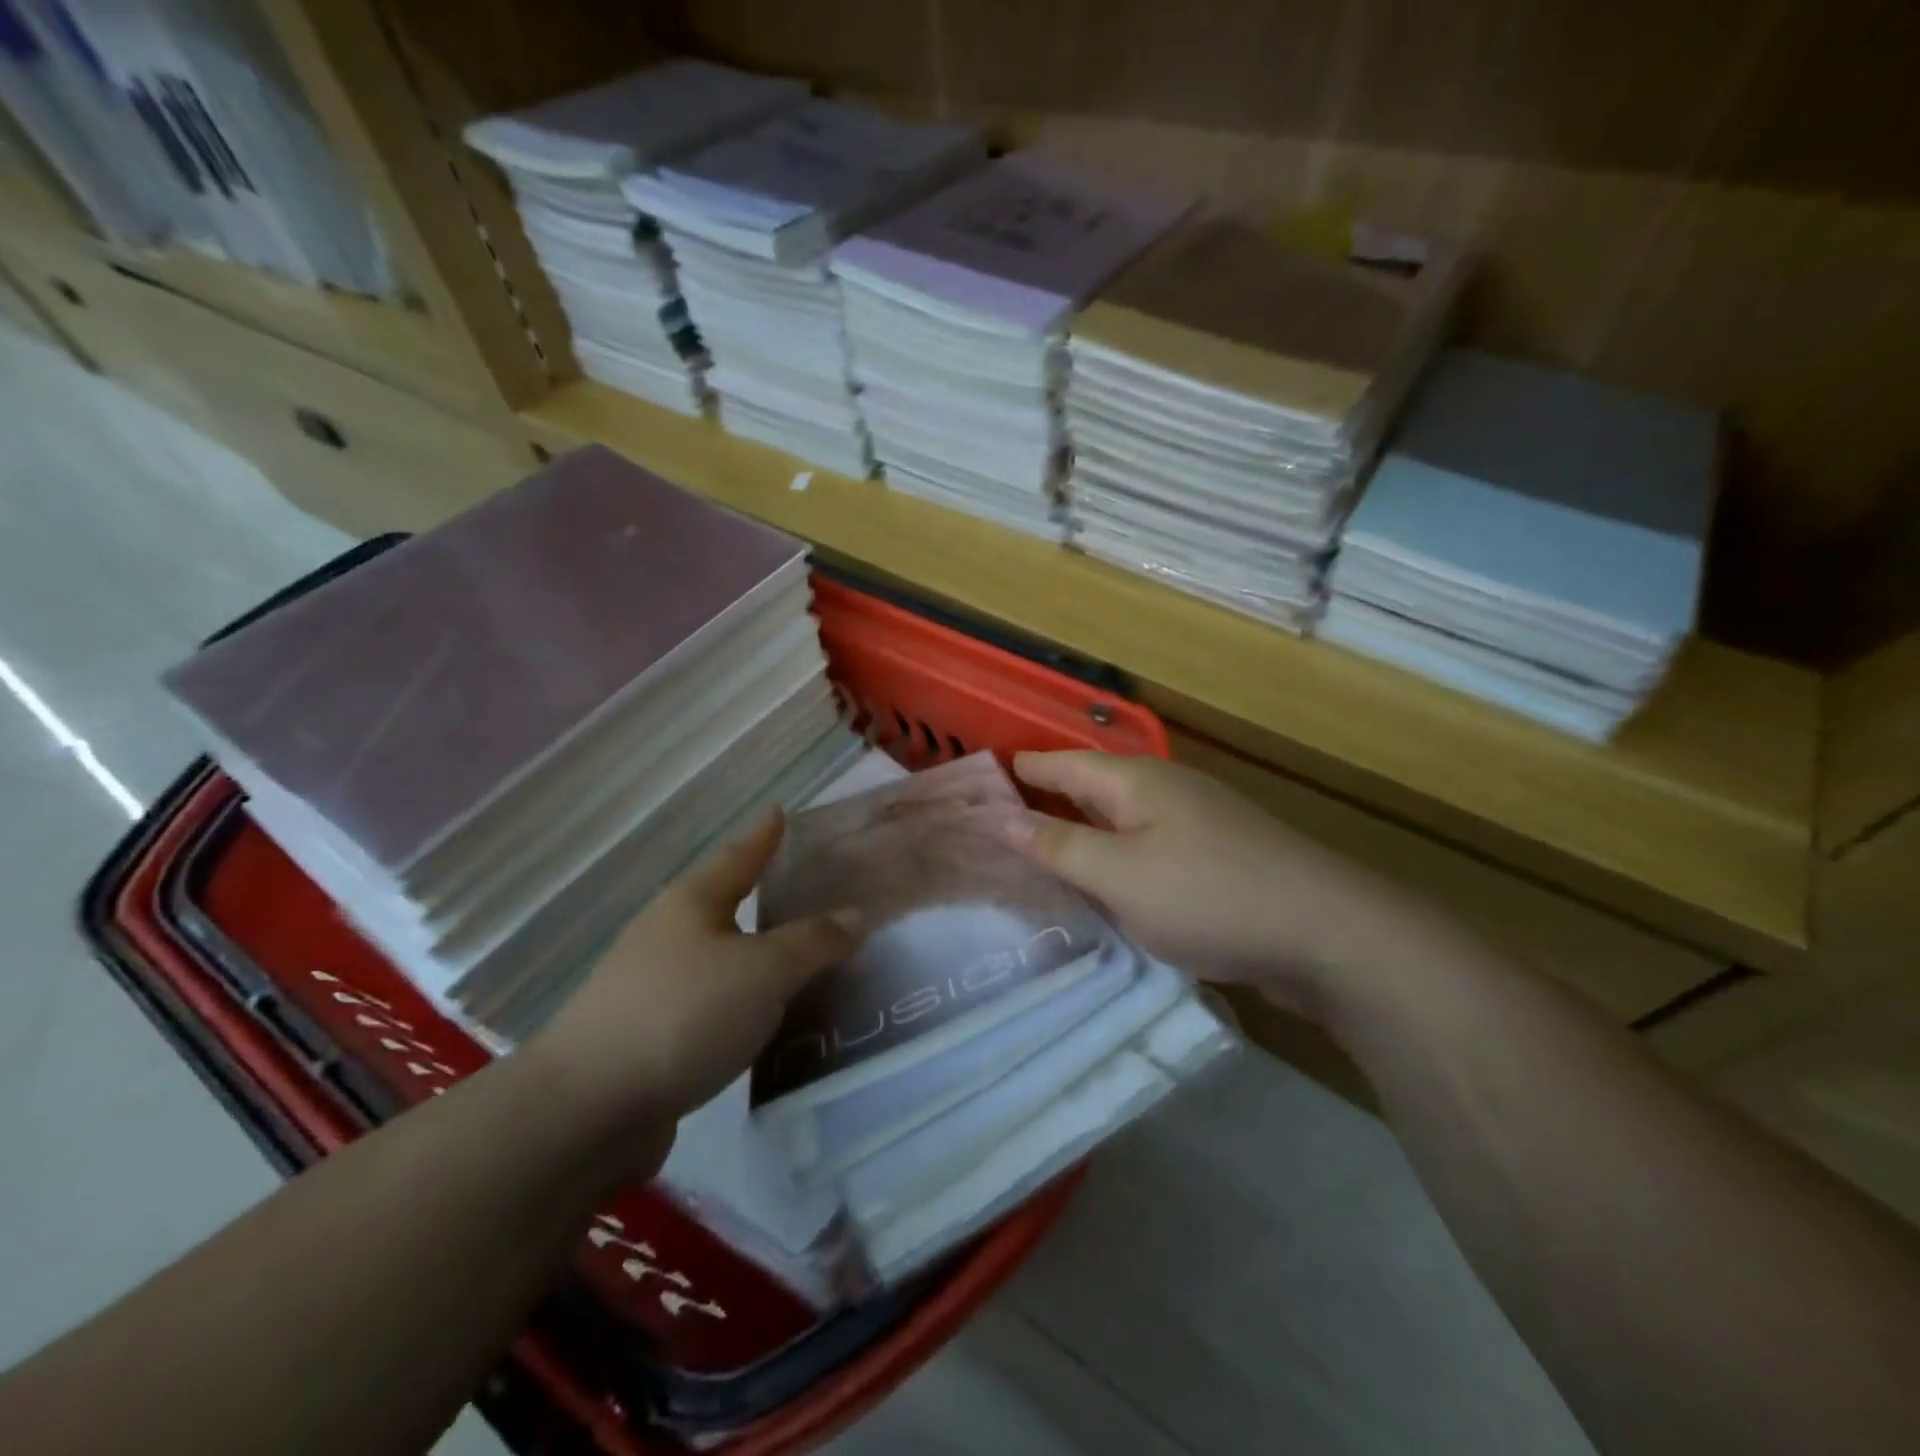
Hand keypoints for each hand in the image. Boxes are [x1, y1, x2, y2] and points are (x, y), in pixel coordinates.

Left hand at [528, 811, 860, 1166]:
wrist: (586, 1110)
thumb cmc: (684, 1015)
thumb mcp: (764, 972)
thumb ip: (813, 942)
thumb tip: (856, 915)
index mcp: (692, 904)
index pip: (738, 856)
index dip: (763, 835)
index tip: (780, 811)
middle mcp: (666, 934)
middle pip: (721, 901)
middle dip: (758, 890)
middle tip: (803, 885)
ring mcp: (649, 984)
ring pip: (715, 953)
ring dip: (752, 950)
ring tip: (794, 954)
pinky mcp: (646, 1032)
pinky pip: (709, 999)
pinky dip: (740, 997)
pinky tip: (760, 1016)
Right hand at [1008, 751, 1409, 1002]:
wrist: (1327, 934)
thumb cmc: (1208, 895)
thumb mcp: (1118, 874)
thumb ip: (1057, 846)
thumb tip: (996, 816)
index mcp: (1135, 781)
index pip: (1059, 765)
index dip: (1018, 772)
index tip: (975, 783)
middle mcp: (1164, 790)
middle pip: (1089, 788)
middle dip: (1043, 802)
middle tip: (993, 824)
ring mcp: (1195, 822)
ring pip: (1118, 820)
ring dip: (1079, 833)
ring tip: (1036, 854)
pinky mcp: (1215, 857)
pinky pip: (1145, 848)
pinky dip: (1113, 859)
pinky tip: (1103, 885)